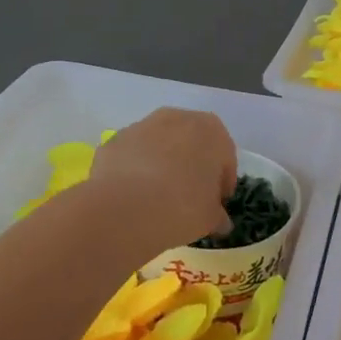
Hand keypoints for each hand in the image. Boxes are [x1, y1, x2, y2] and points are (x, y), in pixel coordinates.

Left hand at [81, 108, 237, 255]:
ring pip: (160, 145)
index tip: (215, 204)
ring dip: (162, 165)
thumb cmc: (182, 207)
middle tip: (188, 198)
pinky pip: (133, 155)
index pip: (225, 157)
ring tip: (157, 198)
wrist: (125, 208)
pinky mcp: (115, 140)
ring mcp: (143, 125)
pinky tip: (133, 196)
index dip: (222, 183)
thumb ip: (218, 215)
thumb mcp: (211, 218)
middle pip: (191, 144)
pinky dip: (135, 170)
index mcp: (212, 131)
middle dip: (192, 166)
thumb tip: (220, 221)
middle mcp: (178, 118)